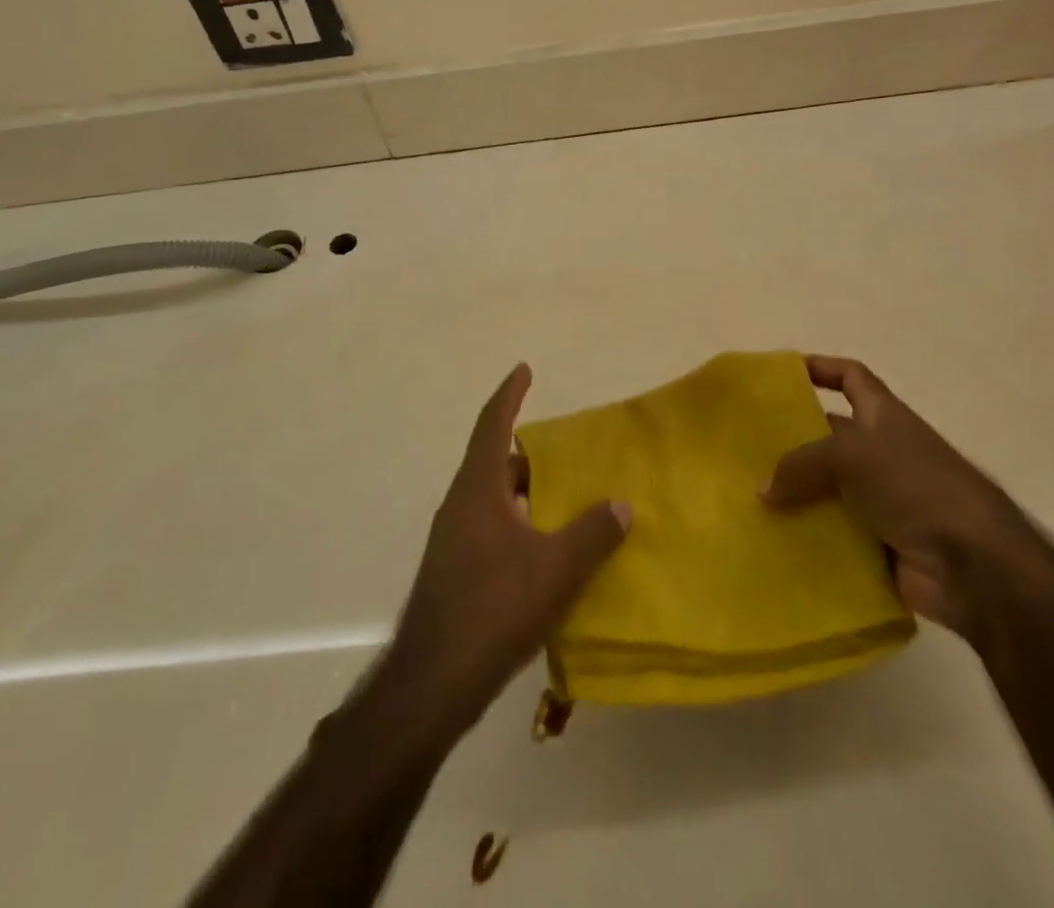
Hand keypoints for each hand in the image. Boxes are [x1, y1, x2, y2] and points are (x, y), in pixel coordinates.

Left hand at [377, 364, 630, 737]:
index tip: (524, 370)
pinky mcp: (455, 573)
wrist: (433, 682)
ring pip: (493, 500)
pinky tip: (544, 551)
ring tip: (563, 498)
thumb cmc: (493, 608)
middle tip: (565, 451)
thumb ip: (592, 533)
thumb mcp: (555, 568)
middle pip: (494, 463)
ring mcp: (453, 541)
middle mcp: (460, 506)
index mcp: (477, 489)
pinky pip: (492, 530)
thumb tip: (621, 504)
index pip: (493, 425)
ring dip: (525, 493)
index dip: (509, 395)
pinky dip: (519, 525)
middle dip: (528, 452)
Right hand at [760, 355, 1040, 639]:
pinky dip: (807, 537)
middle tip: (745, 449)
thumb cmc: (916, 485)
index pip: (850, 376)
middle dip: (791, 441)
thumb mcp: (852, 455)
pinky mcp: (877, 544)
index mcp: (883, 416)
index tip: (782, 375)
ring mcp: (881, 500)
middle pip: (828, 436)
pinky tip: (771, 541)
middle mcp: (882, 452)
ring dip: (793, 495)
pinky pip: (832, 534)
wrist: (975, 566)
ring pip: (825, 489)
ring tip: (747, 498)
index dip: (820, 368)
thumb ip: (802, 464)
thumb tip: (762, 489)